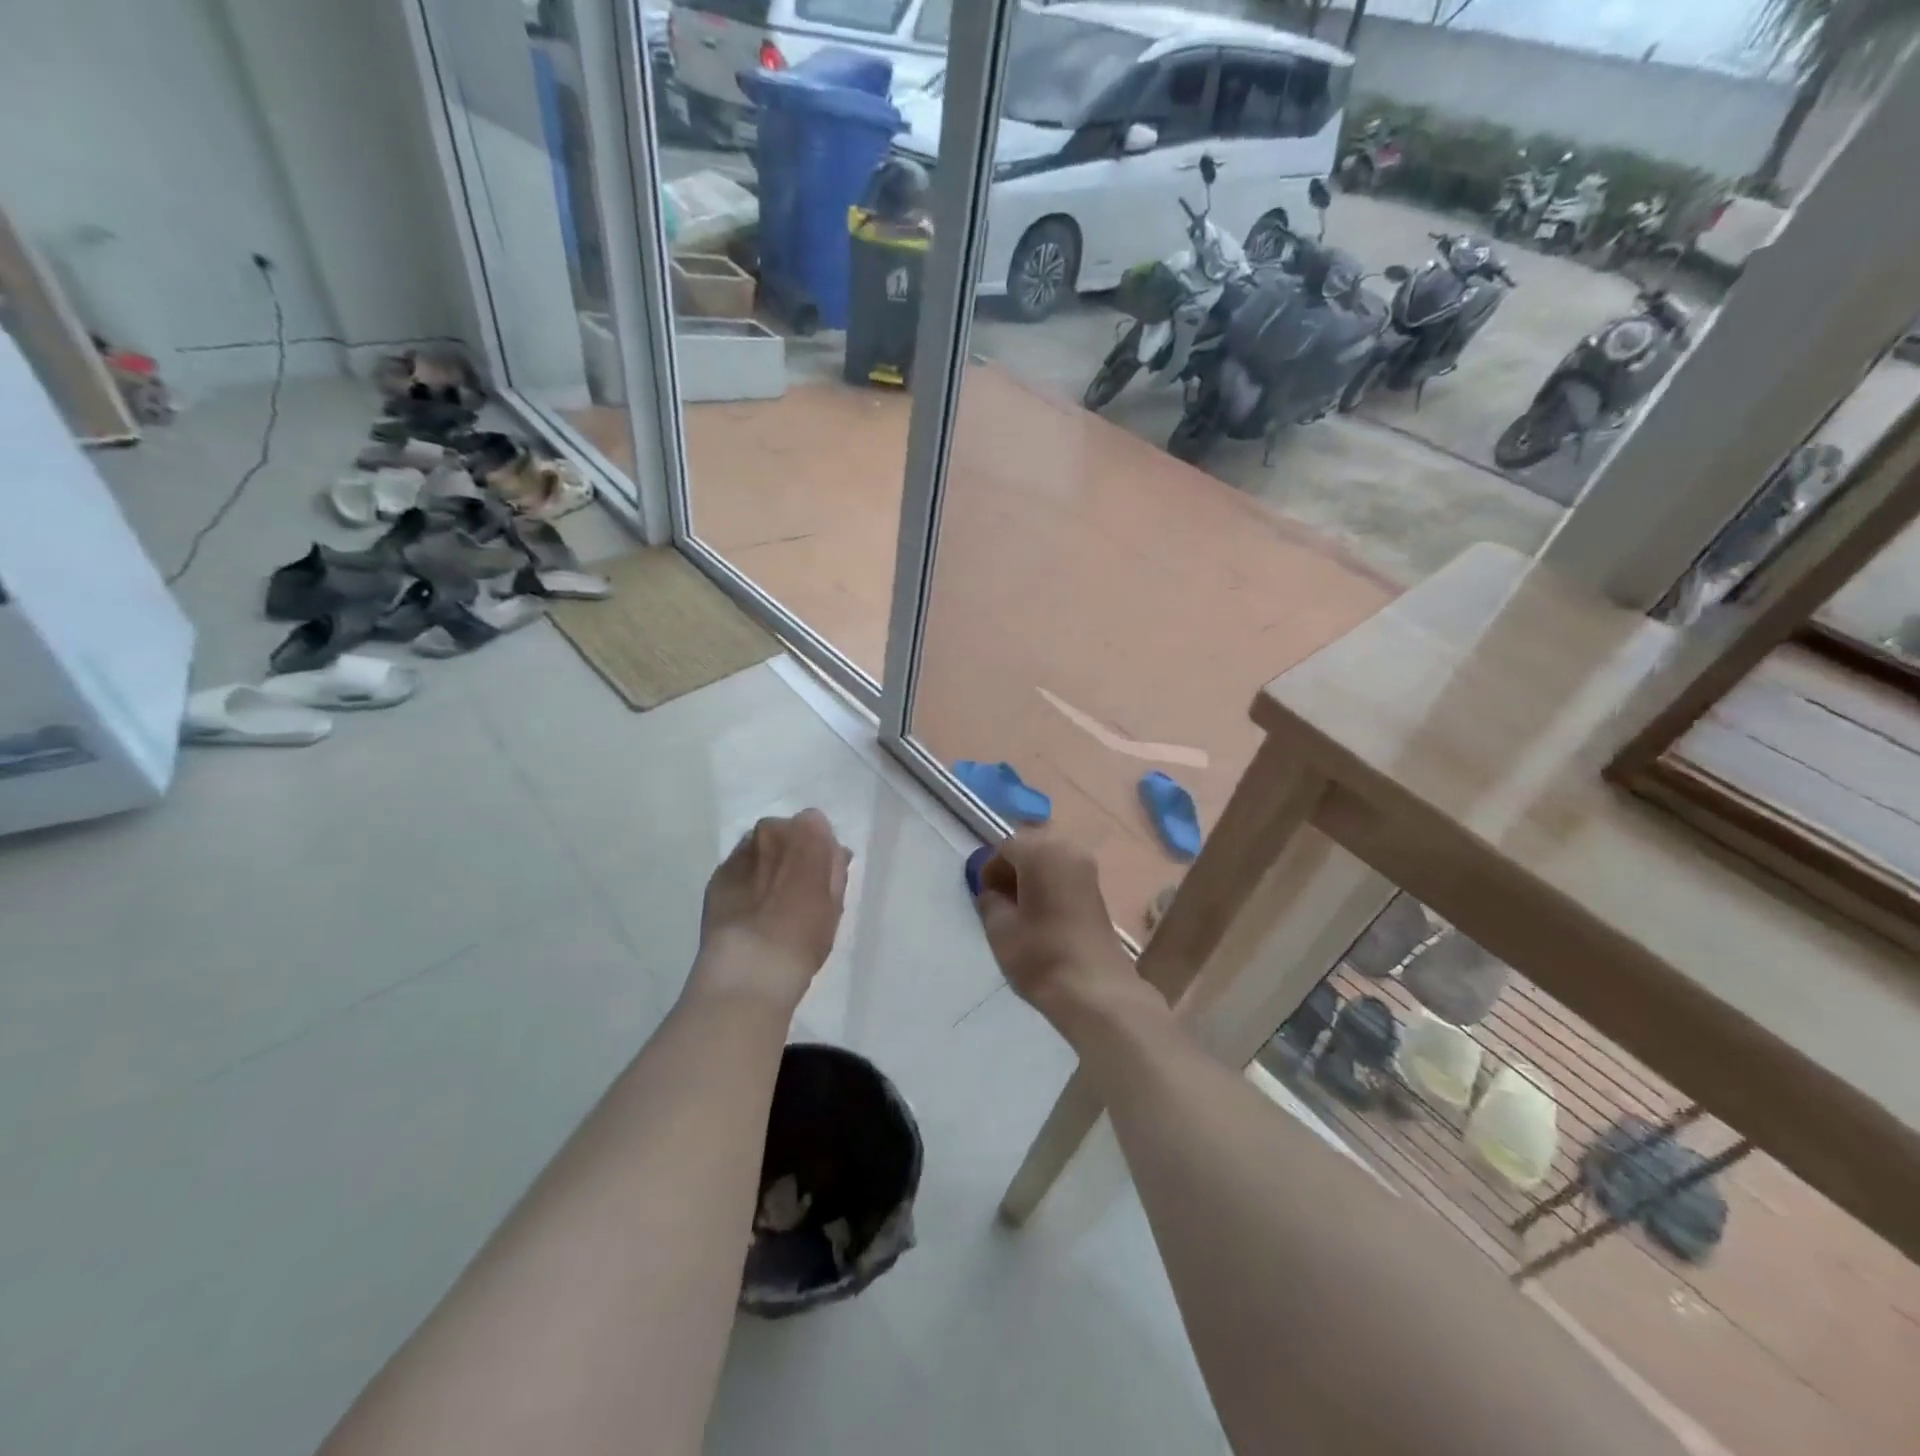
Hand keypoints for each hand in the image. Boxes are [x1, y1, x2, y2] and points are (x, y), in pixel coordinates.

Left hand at [693, 809, 851, 1008]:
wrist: (750, 968)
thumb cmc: (804, 936)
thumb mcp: (834, 904)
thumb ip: (834, 870)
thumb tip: (833, 853)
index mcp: (806, 835)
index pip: (815, 823)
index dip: (818, 847)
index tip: (819, 872)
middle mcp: (770, 832)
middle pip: (784, 831)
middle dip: (790, 850)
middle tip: (794, 887)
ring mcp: (739, 853)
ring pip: (758, 848)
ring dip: (765, 863)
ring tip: (767, 900)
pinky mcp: (716, 875)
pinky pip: (737, 868)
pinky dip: (744, 881)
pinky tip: (747, 910)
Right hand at [972, 835, 1145, 1036]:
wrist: (1095, 990)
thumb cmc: (1041, 954)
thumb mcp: (1000, 928)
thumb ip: (990, 901)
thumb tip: (992, 893)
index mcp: (1042, 852)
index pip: (1005, 848)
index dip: (989, 870)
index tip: (983, 898)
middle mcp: (1068, 851)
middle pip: (1029, 850)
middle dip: (1011, 871)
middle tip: (998, 903)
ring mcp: (1087, 870)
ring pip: (1047, 863)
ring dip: (1029, 880)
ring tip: (1018, 913)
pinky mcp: (1096, 891)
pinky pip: (1063, 877)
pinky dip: (1047, 888)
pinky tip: (1039, 917)